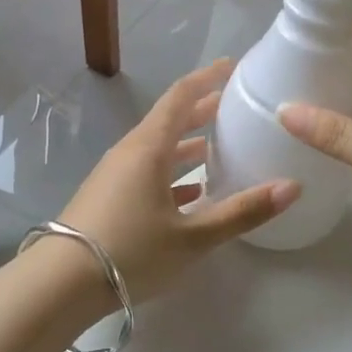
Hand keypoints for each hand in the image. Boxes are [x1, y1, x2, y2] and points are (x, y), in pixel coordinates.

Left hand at [59, 60, 299, 300]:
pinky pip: (146, 172)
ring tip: (218, 147)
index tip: (234, 67)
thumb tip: (292, 187)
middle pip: (170, 120)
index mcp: (149, 148)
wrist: (59, 285)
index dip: (208, 78)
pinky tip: (192, 193)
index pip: (181, 96)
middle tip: (234, 106)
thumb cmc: (130, 252)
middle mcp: (130, 152)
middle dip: (202, 110)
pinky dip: (172, 172)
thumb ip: (243, 212)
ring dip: (187, 144)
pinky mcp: (108, 197)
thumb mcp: (193, 237)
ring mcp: (115, 175)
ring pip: (158, 148)